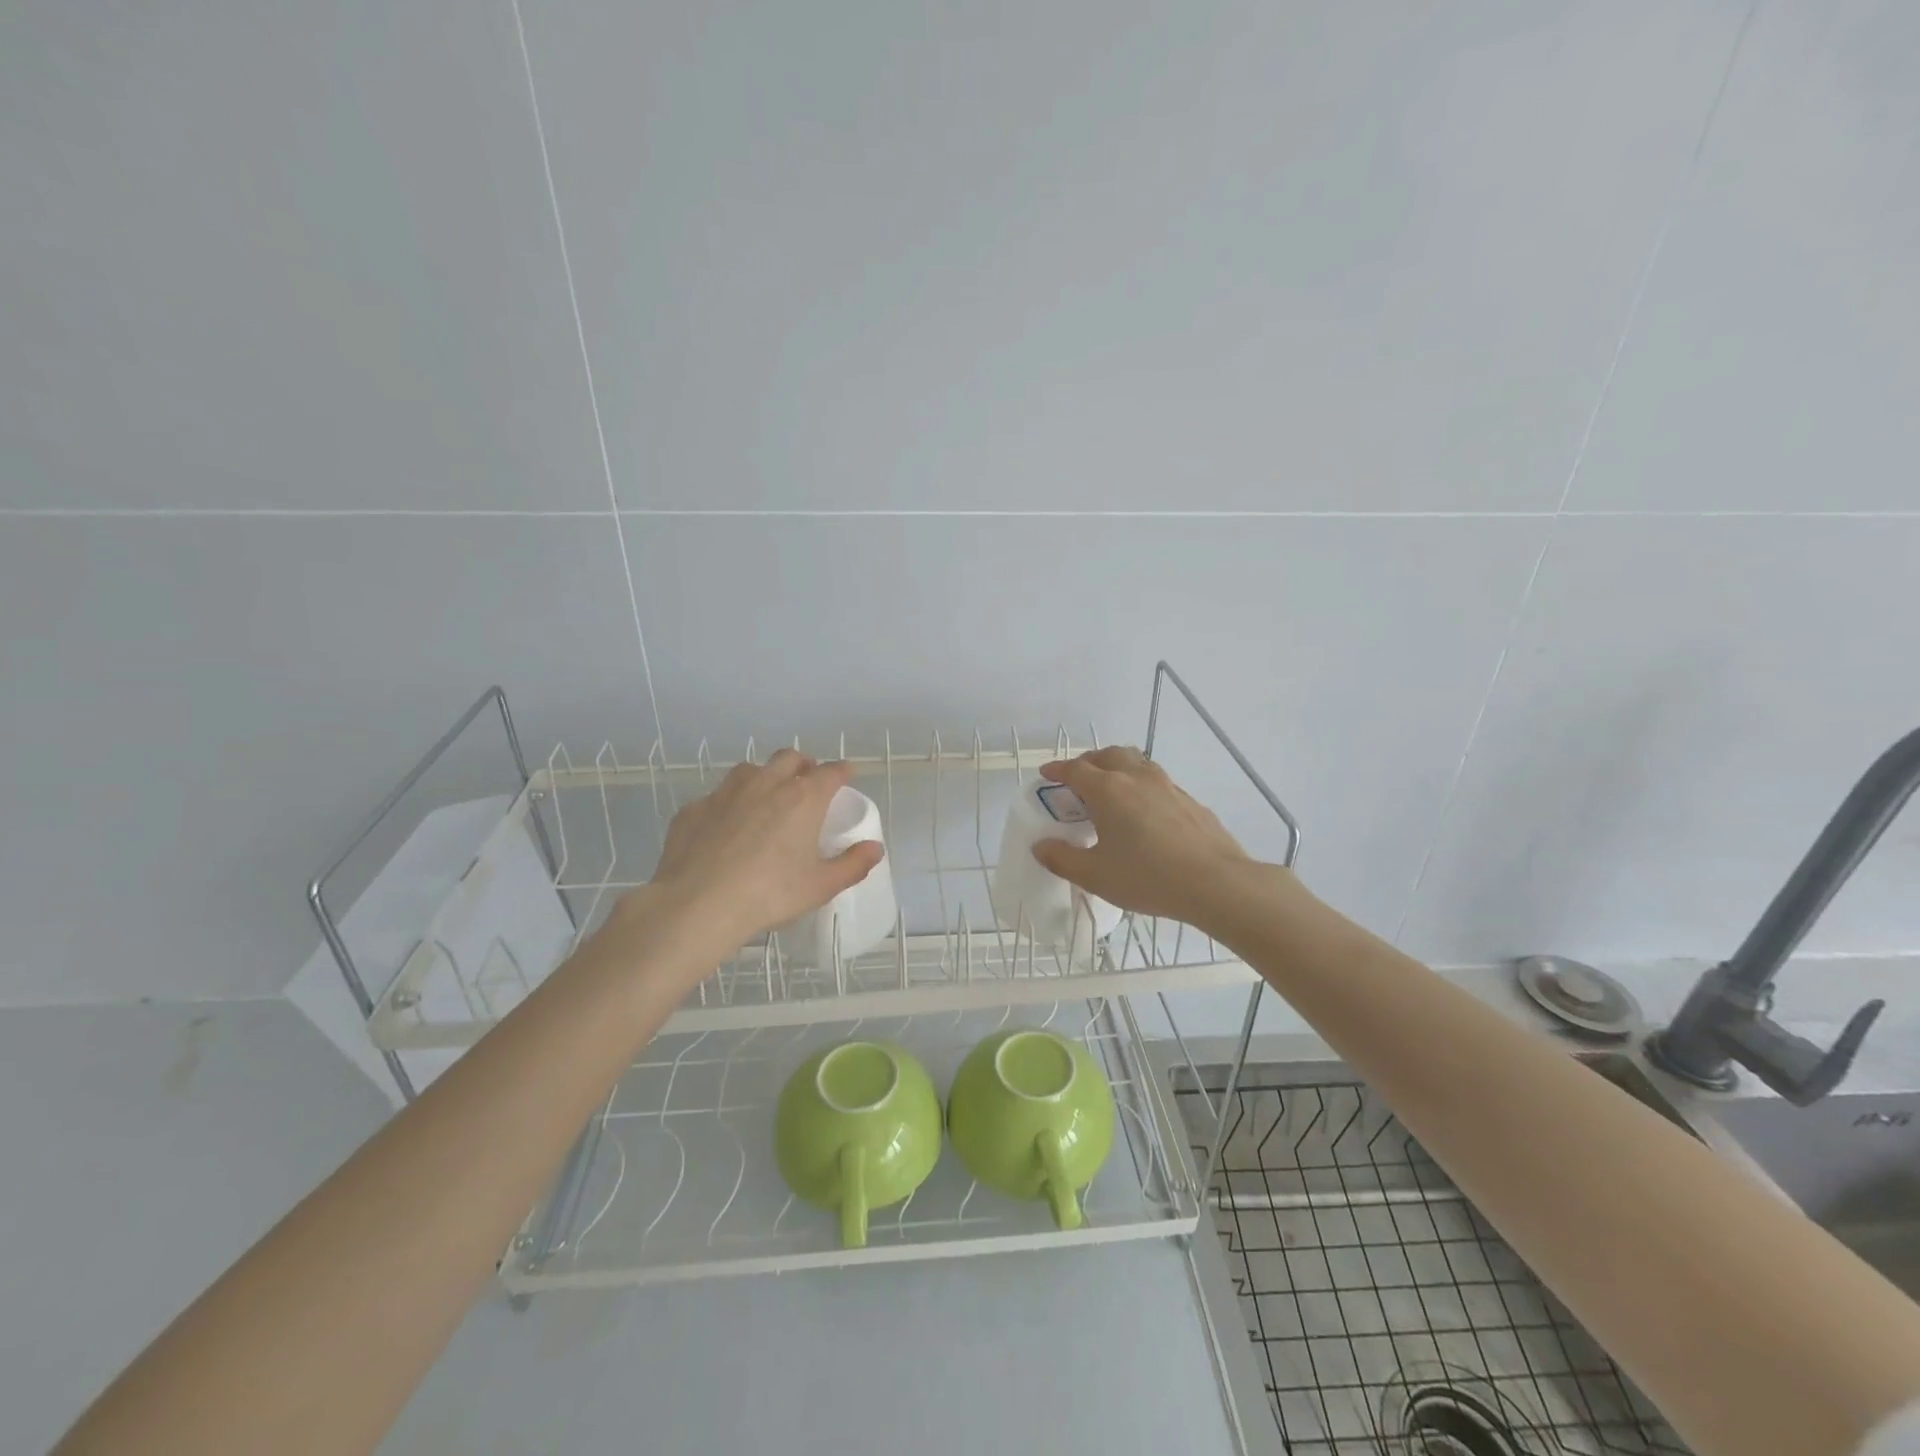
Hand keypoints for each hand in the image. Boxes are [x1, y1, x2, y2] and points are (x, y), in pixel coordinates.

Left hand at [629, 749, 883, 962]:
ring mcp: (725, 792)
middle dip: (803, 765)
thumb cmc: (770, 894)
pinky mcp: (694, 809)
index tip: (847, 775)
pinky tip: (726, 828)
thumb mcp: (820, 886)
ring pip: (750, 770)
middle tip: (807, 783)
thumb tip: (875, 848)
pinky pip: (717, 797)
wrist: (698, 905)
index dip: (842, 771)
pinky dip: (728, 805)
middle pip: (790, 758)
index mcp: (803, 798)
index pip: (831, 771)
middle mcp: (766, 784)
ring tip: (767, 799)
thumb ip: (852, 864)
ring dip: (765, 777)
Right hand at [1030, 747, 1258, 929]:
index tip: (1046, 774)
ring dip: (1117, 768)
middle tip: (1077, 779)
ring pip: (1136, 762)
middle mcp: (1136, 778)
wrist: (1216, 883)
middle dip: (1088, 762)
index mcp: (1108, 790)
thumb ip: (1062, 859)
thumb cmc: (1147, 878)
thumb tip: (1041, 846)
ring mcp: (1167, 786)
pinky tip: (1144, 812)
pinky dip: (1141, 786)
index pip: (1075, 769)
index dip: (1057, 770)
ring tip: (1110, 789)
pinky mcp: (1189, 800)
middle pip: (1107, 755)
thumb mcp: (1095, 876)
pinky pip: (1157, 782)